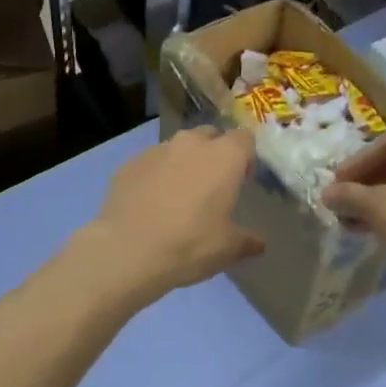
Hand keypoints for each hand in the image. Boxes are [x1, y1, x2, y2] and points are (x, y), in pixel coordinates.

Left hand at [81, 128, 263, 303]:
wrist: (126, 251)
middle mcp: (190, 144)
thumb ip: (248, 240)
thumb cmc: (188, 244)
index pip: (244, 138)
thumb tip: (259, 242)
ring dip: (183, 164)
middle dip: (214, 154)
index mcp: (223, 156)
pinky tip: (150, 204)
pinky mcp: (128, 164)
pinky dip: (155, 176)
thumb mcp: (227, 249)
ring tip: (178, 196)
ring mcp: (155, 150)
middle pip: (210, 136)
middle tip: (212, 187)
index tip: (242, 181)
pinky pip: (150, 163)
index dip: (246, 157)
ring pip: (177, 148)